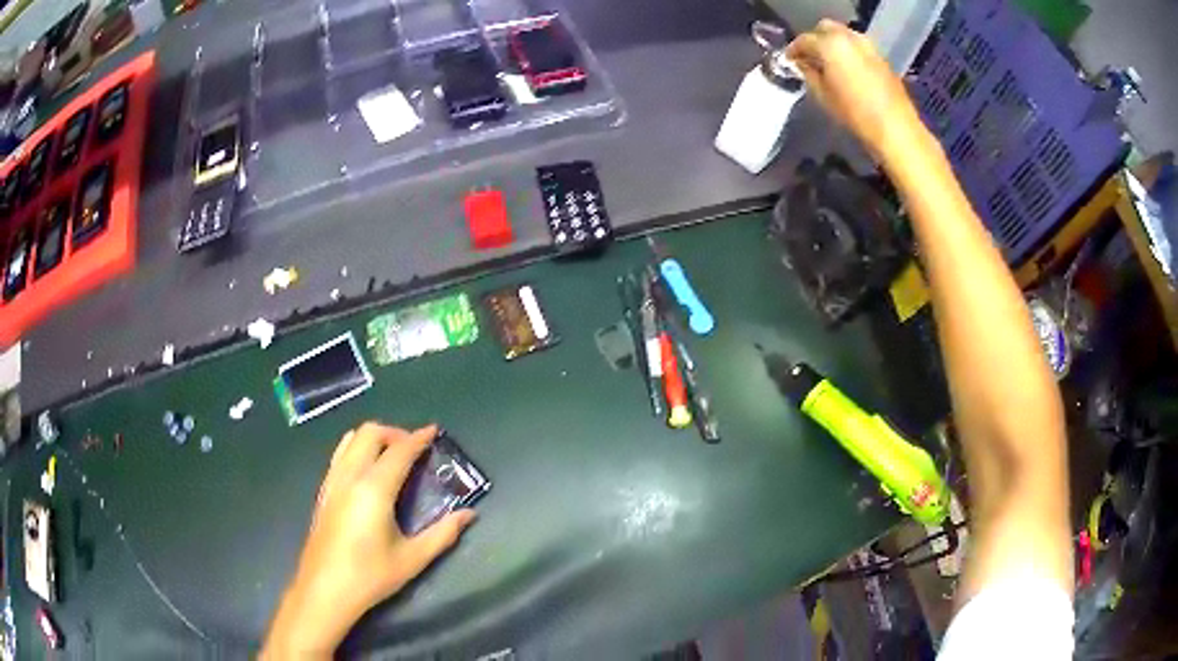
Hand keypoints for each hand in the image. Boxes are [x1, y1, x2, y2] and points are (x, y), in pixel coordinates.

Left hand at [262, 423, 476, 657]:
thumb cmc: (371, 576)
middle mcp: (350, 476)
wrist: (325, 590)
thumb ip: (443, 534)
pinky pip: (340, 454)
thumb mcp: (413, 559)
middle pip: (370, 433)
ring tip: (392, 455)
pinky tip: (368, 471)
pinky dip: (357, 448)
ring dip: (374, 438)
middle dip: (395, 432)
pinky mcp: (323, 491)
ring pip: (350, 439)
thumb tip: (469, 514)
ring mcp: (332, 481)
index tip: (434, 431)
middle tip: (414, 448)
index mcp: (374, 489)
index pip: (399, 451)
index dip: (418, 438)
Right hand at [786, 20, 925, 161]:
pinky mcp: (881, 58)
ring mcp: (868, 46)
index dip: (794, 50)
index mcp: (830, 44)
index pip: (804, 40)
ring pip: (844, 35)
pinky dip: (849, 52)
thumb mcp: (823, 96)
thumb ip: (809, 74)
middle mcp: (849, 38)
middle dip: (815, 40)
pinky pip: (858, 47)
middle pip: (825, 28)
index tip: (790, 61)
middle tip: (810, 58)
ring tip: (829, 63)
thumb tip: (803, 65)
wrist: (895, 129)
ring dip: (834, 44)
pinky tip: (847, 69)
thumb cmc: (855, 114)